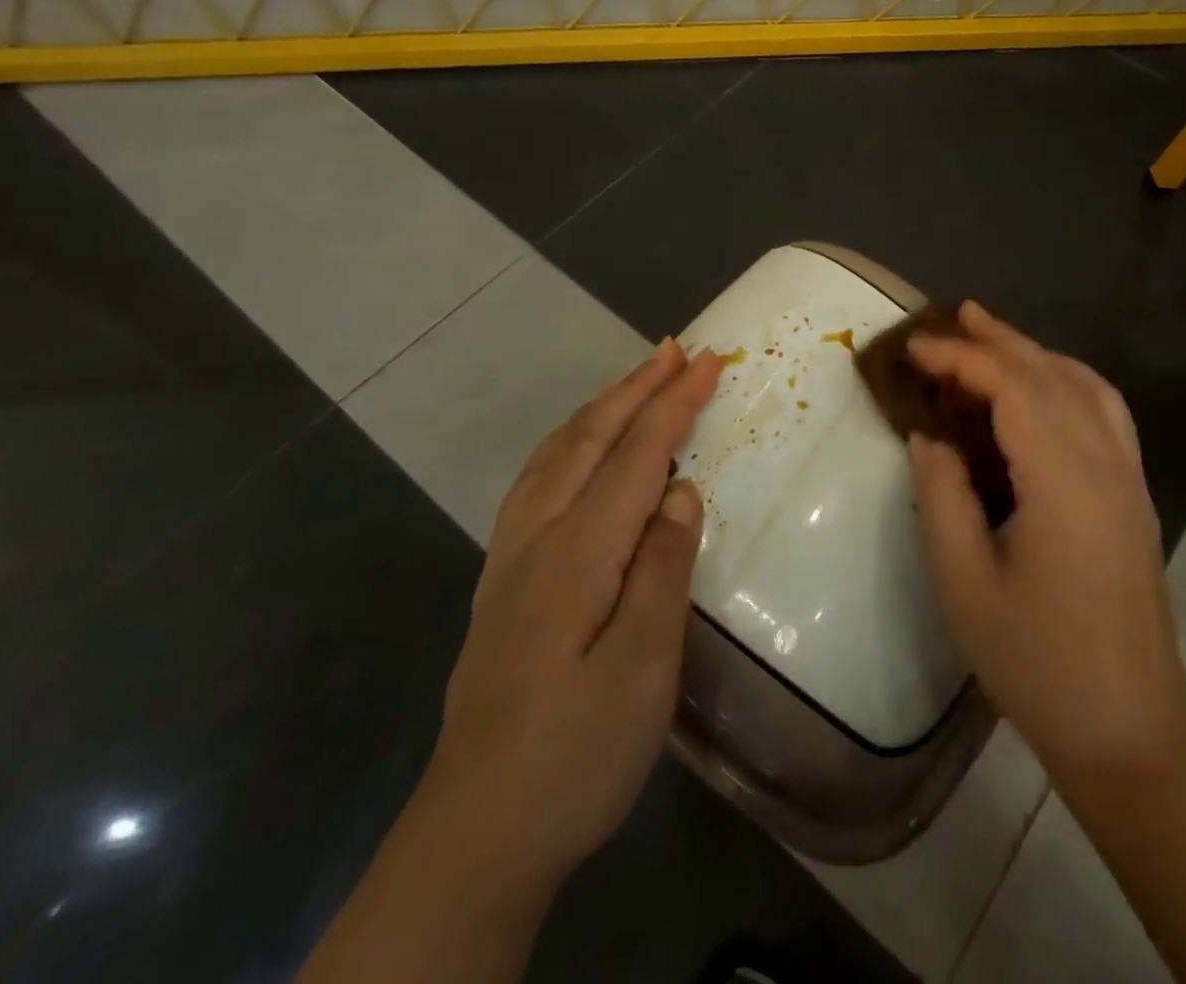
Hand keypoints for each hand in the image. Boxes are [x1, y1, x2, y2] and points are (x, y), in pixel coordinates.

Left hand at [423, 339, 719, 883]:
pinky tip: (574, 453)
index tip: (709, 361)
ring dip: (599, 409)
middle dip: (636, 388)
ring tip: (632, 382)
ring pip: (557, 455)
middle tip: (673, 349)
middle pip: (591, 439)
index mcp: (580, 550)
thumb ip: (663, 567)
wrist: (476, 835)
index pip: (639, 454)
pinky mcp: (503, 584)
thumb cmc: (576, 750)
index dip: (675, 402)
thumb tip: (680, 492)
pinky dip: (567, 444)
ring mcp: (512, 559)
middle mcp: (539, 537)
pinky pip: (537, 482)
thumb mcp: (643, 665)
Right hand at [906, 304, 1185, 782]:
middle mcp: (1106, 465)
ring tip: (994, 337)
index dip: (962, 360)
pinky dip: (1071, 380)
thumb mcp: (965, 585)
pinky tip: (1046, 387)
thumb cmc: (1038, 663)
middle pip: (1053, 376)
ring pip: (1087, 387)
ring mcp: (1130, 478)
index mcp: (1064, 482)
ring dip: (1038, 353)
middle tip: (955, 315)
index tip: (915, 350)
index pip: (1013, 390)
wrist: (1129, 728)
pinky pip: (1107, 413)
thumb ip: (943, 498)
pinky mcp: (1135, 496)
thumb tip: (929, 437)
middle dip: (1000, 340)